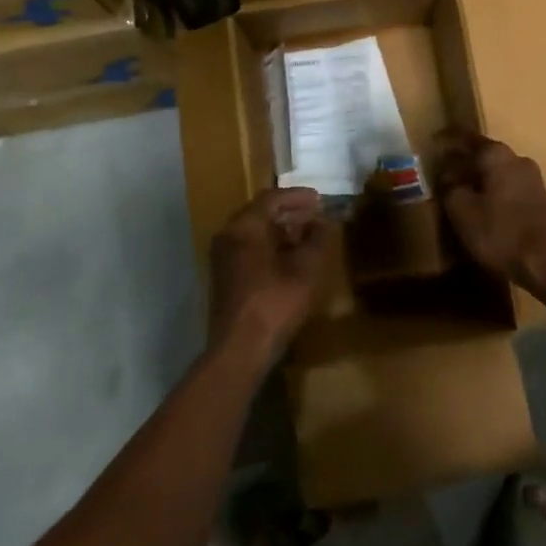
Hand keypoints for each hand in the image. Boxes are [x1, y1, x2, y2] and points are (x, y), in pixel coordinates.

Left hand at [207, 188, 329, 368]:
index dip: (297, 197)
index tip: (319, 198)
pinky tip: (288, 259)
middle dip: (288, 212)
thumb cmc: (274, 303)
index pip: (271, 198)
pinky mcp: (224, 276)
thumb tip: (323, 223)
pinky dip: (269, 245)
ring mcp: (222, 257)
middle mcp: (228, 235)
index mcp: (244, 226)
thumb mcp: (306, 269)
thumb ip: (317, 239)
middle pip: (260, 213)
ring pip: (253, 232)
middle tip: (314, 214)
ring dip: (279, 230)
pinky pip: (248, 248)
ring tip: (306, 236)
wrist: (239, 349)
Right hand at [434, 127, 545, 289]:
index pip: (466, 138)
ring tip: (458, 192)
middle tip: (441, 171)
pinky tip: (481, 209)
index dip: (448, 139)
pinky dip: (491, 193)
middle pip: (484, 155)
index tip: (433, 141)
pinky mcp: (540, 202)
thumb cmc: (501, 232)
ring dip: (478, 179)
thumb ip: (450, 188)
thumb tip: (448, 176)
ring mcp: (533, 181)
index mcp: (496, 155)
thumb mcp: (462, 211)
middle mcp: (517, 160)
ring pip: (497, 172)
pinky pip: (508, 188)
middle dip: (463, 162)